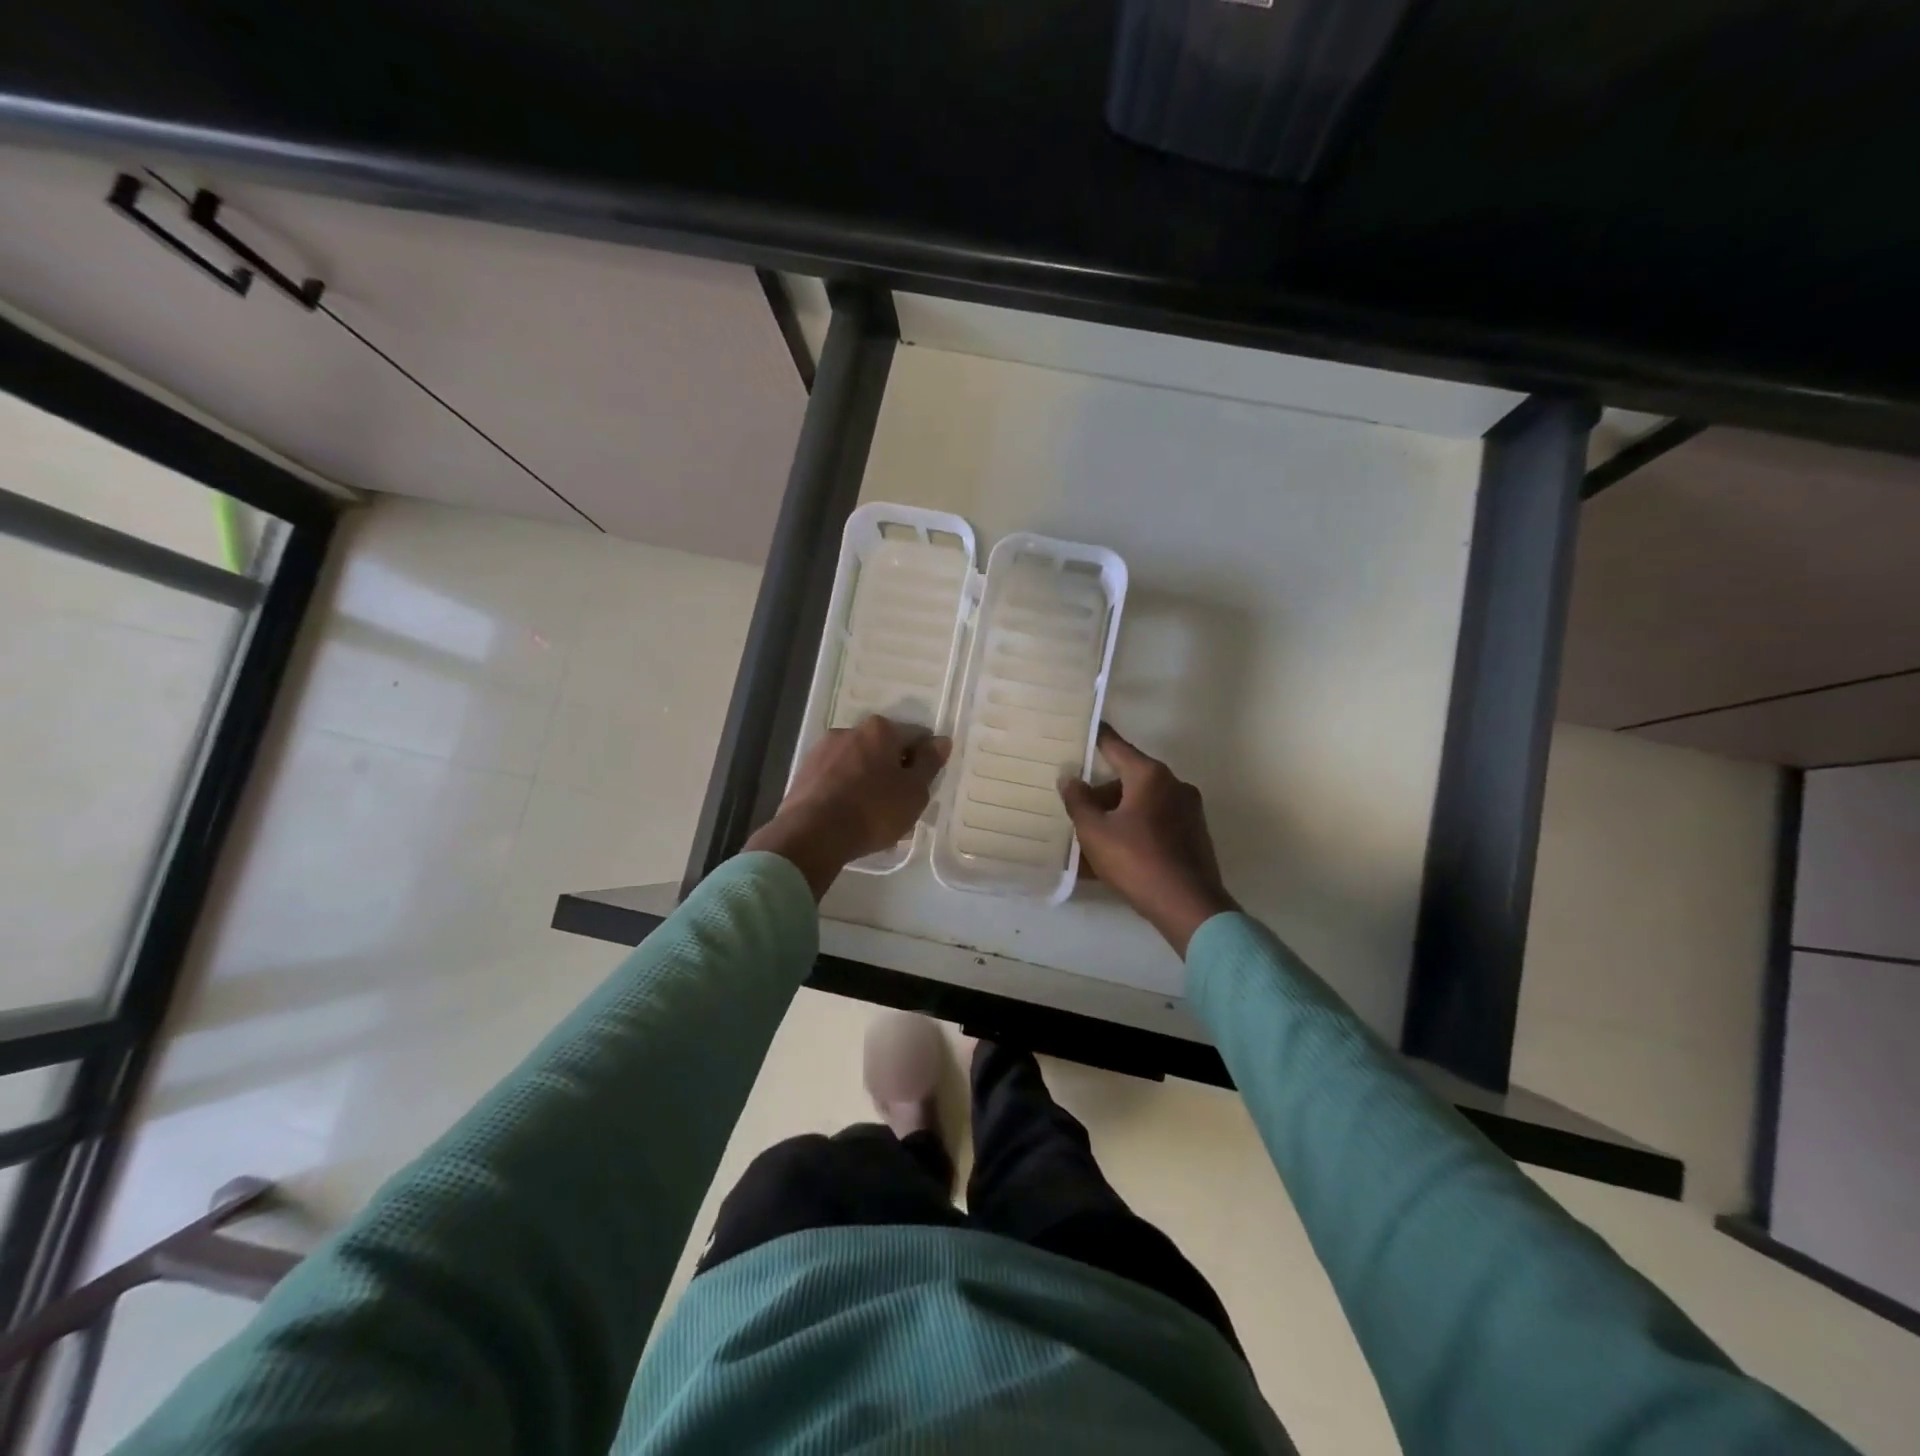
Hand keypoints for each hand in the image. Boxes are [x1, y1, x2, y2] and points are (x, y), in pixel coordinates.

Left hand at [746, 716, 950, 898]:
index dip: (924, 760)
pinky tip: (849, 816)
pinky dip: (846, 790)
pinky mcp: (804, 772)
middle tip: (900, 804)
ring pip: (857, 763)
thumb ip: (929, 763)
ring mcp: (823, 750)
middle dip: (893, 770)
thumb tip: (941, 740)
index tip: (922, 786)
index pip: (915, 737)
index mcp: (881, 730)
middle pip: (883, 748)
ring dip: (868, 780)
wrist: (812, 834)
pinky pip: (836, 778)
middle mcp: (850, 730)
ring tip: (872, 815)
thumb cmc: (873, 810)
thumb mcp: (914, 791)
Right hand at [1059, 723, 1236, 956]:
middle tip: (1076, 805)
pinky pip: (1157, 821)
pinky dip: (1136, 827)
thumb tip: (1069, 777)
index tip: (1083, 726)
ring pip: (1143, 801)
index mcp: (1150, 776)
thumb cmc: (1137, 861)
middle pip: (1129, 777)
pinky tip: (1117, 850)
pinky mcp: (1195, 834)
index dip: (1097, 737)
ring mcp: (1189, 810)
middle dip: (1102, 791)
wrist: (1189, 906)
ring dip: (1118, 812)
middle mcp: (1174, 784)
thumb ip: (1078, 801)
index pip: (1116, 746)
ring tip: (1092, 834)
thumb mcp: (1095, 832)